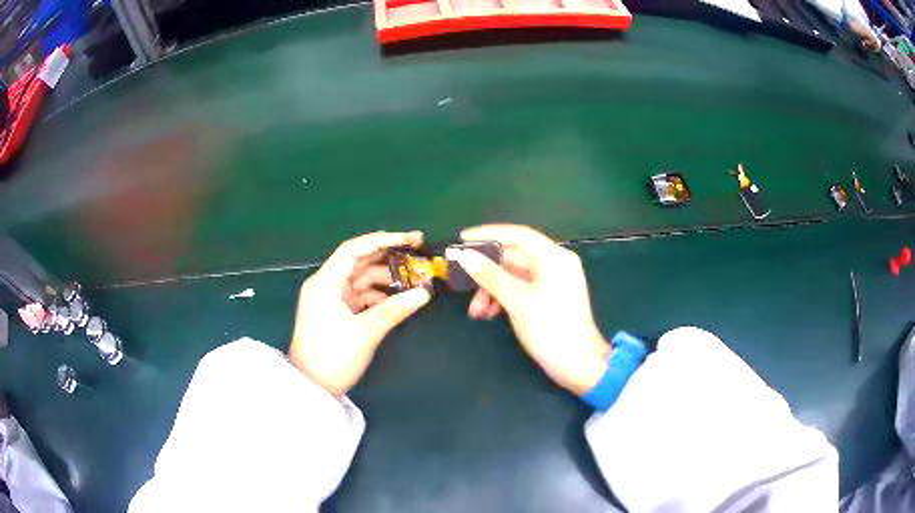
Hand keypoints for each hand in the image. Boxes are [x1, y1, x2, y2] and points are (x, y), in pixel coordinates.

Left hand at [289, 231, 431, 396]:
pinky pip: (360, 295)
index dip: (384, 240)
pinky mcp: (335, 312)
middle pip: (359, 261)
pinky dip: (378, 295)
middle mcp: (326, 284)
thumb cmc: (333, 356)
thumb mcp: (365, 332)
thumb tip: (424, 293)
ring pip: (361, 279)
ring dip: (386, 278)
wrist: (312, 386)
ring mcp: (330, 298)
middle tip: (418, 253)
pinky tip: (397, 299)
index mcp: (326, 282)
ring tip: (414, 279)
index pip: (355, 249)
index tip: (412, 239)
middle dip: (388, 257)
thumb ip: (395, 309)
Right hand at [446, 225, 610, 395]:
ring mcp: (553, 281)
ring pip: (514, 275)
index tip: (462, 238)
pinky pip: (521, 288)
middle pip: (514, 257)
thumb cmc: (550, 329)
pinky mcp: (550, 297)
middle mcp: (555, 263)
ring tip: (477, 311)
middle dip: (487, 273)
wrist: (578, 365)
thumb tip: (464, 255)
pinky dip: (504, 297)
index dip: (488, 234)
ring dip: (493, 289)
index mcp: (554, 257)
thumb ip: (490, 275)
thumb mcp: (517, 301)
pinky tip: (490, 313)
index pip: (518, 235)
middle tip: (464, 284)